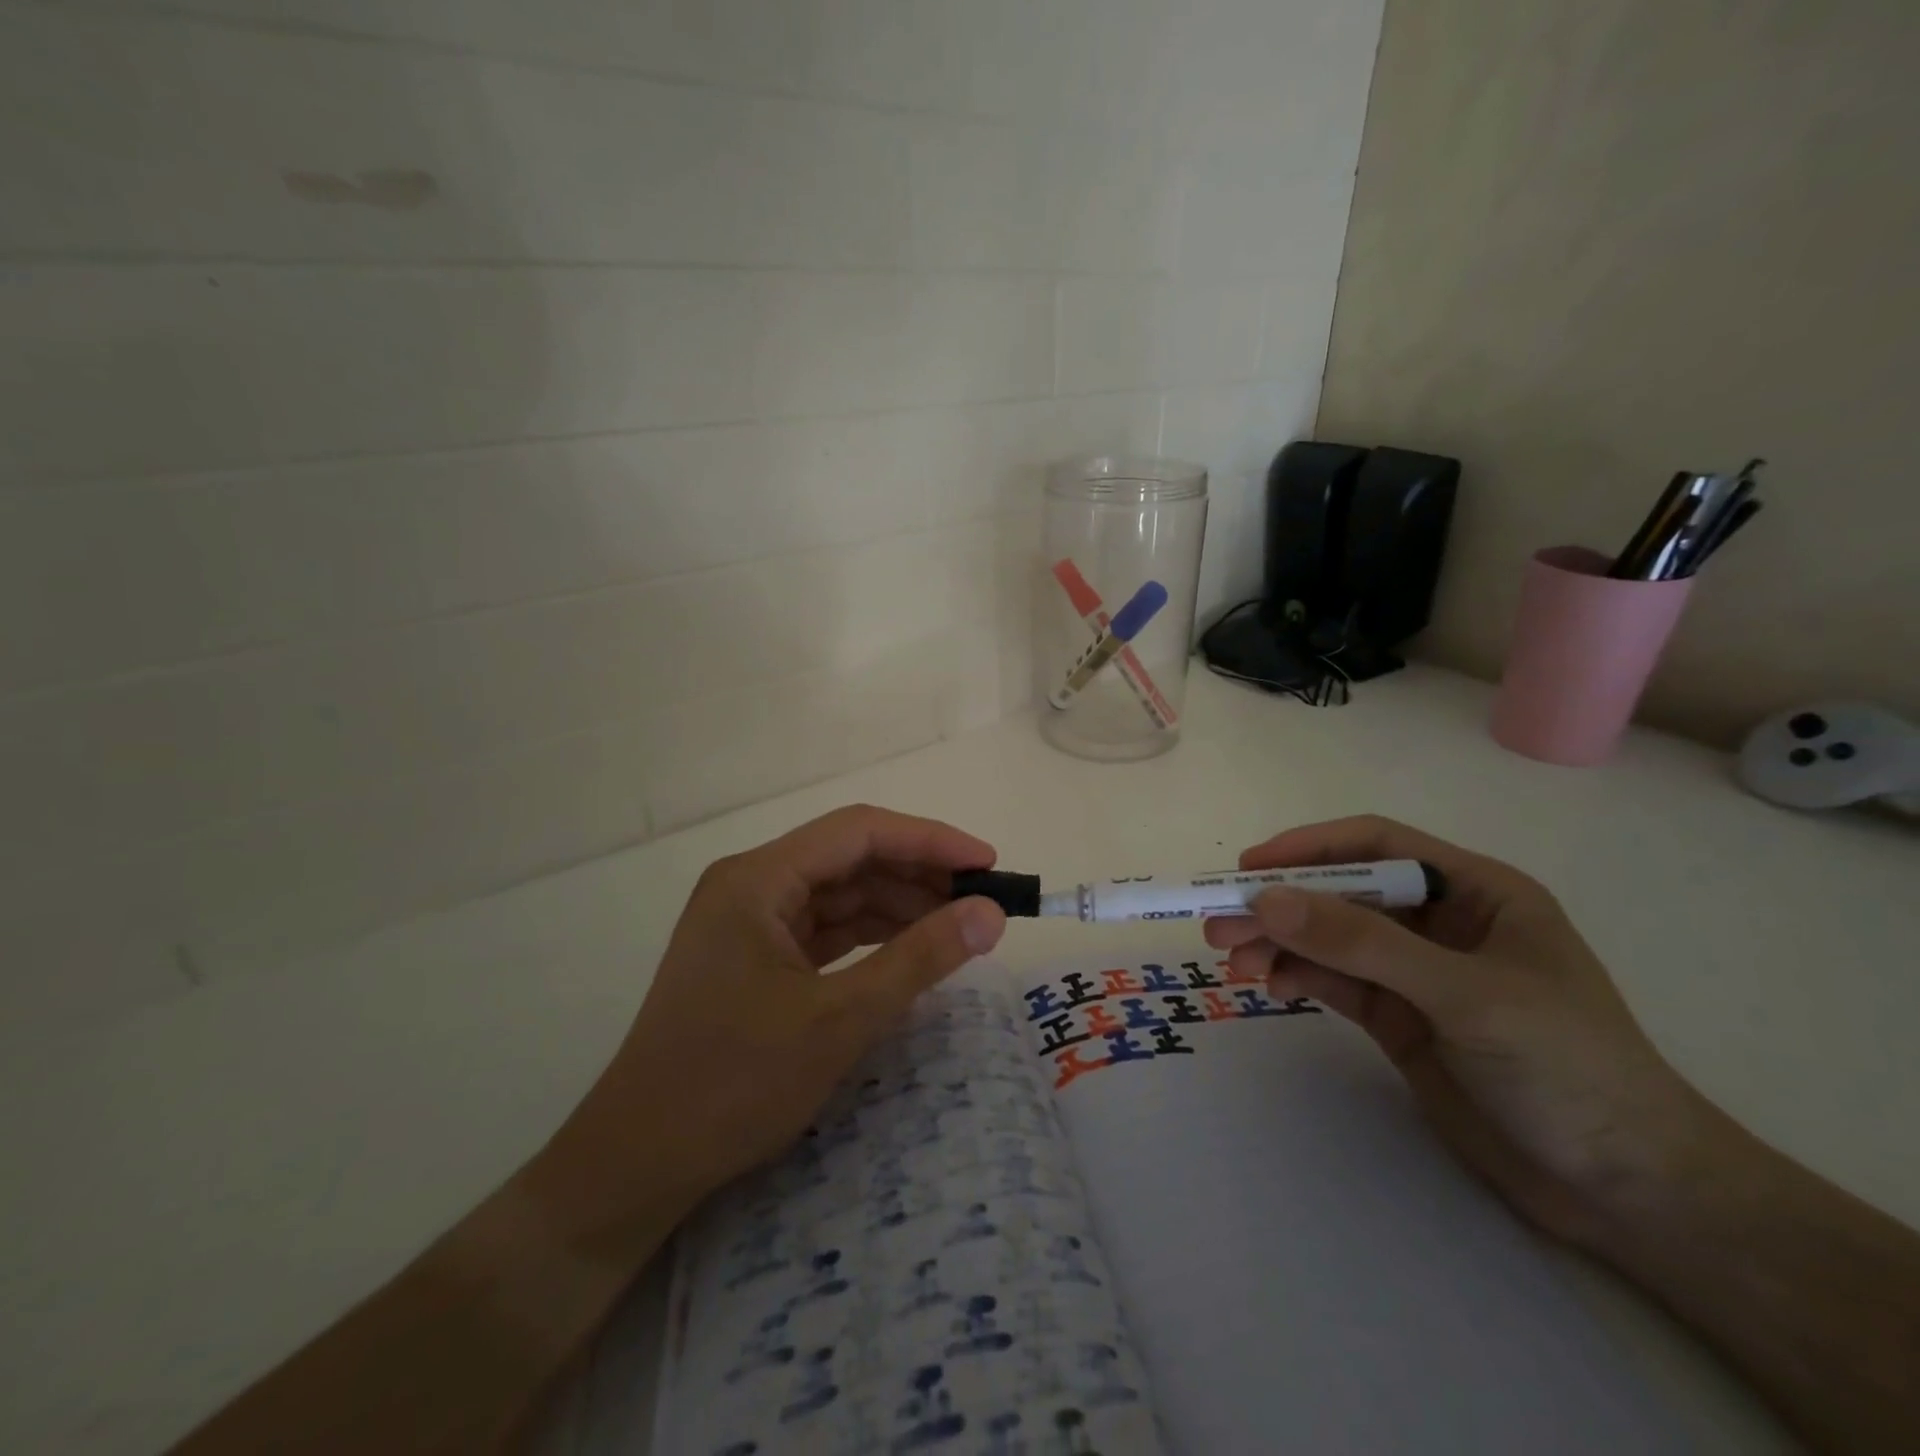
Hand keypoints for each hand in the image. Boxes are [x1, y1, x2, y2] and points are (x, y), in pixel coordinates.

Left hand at [552, 805, 1007, 1213]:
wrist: (638, 1163)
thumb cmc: (732, 1084)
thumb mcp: (838, 1019)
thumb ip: (919, 959)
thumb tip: (989, 913)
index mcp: (758, 879)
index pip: (858, 832)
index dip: (929, 841)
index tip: (987, 863)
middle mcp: (751, 885)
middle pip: (849, 858)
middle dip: (917, 874)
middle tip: (982, 900)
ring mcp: (750, 921)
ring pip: (840, 894)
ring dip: (898, 905)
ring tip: (958, 924)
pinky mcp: (755, 957)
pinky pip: (825, 929)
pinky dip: (870, 935)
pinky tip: (911, 948)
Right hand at [1204, 816, 1714, 1245]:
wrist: (1627, 1193)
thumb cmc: (1569, 1068)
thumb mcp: (1465, 994)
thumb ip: (1364, 943)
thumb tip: (1268, 900)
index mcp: (1475, 891)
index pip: (1376, 845)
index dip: (1309, 847)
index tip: (1249, 868)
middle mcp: (1439, 922)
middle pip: (1341, 893)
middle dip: (1280, 905)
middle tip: (1217, 923)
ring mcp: (1415, 972)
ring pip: (1328, 939)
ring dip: (1278, 943)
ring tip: (1233, 960)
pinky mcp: (1398, 1017)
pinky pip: (1332, 981)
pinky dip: (1295, 976)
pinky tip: (1267, 984)